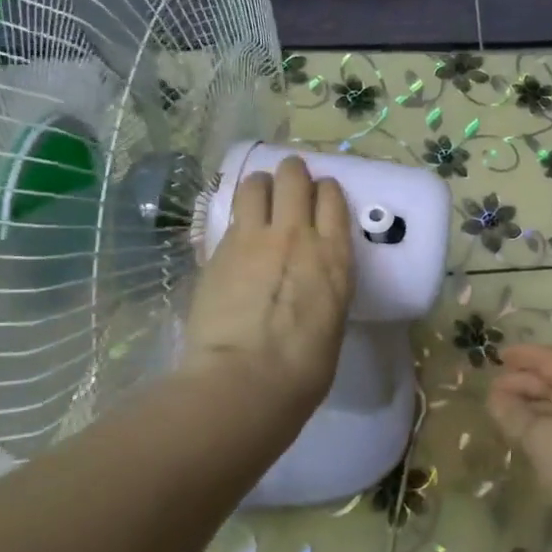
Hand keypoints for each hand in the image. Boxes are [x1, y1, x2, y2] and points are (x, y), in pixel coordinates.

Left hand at [180, 155, 354, 431]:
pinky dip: (237, 214)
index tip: (321, 197)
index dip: (326, 190)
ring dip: (260, 184)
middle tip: (290, 182)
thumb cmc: (303, 368)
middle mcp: (296, 235)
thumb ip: (324, 287)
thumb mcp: (332, 320)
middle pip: (294, 177)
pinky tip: (237, 229)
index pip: (332, 197)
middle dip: (292, 172)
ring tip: (259, 195)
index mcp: (334, 255)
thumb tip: (311, 283)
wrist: (245, 379)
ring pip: (256, 184)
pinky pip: (230, 216)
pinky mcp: (217, 251)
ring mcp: (253, 239)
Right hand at [487, 344, 551, 547]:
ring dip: (531, 408)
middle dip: (523, 383)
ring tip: (503, 414)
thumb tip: (495, 397)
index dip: (523, 355)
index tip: (498, 355)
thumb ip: (513, 414)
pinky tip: (525, 438)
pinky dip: (542, 427)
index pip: (550, 360)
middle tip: (492, 391)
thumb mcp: (538, 436)